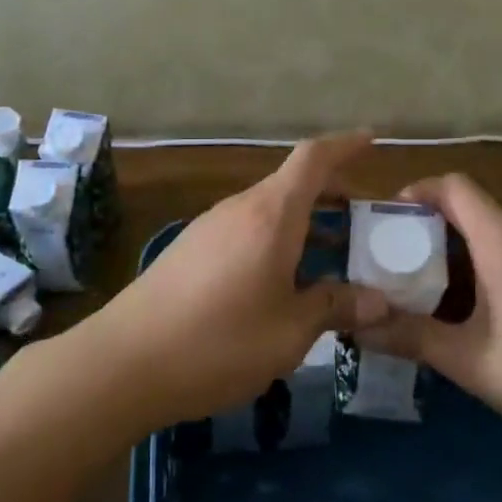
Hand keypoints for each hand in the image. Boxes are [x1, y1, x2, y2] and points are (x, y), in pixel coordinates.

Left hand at [95, 133, 389, 426]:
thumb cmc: (219, 340)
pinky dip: (277, 239)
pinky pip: (246, 230)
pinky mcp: (190, 250)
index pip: (313, 159)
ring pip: (269, 209)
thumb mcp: (290, 331)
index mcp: (271, 214)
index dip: (344, 145)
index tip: (371, 139)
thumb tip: (378, 301)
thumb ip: (334, 307)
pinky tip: (283, 279)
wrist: (123, 362)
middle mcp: (240, 208)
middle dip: (332, 194)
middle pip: (292, 184)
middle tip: (366, 220)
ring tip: (333, 253)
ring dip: (304, 221)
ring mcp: (210, 227)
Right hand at [359, 173, 501, 457]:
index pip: (452, 186)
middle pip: (468, 209)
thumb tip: (357, 326)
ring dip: (455, 254)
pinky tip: (473, 312)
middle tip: (394, 266)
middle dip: (427, 231)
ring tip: (425, 292)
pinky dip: (482, 267)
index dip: (415, 193)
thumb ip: (412, 338)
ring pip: (490, 233)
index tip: (386, 224)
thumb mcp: (472, 361)